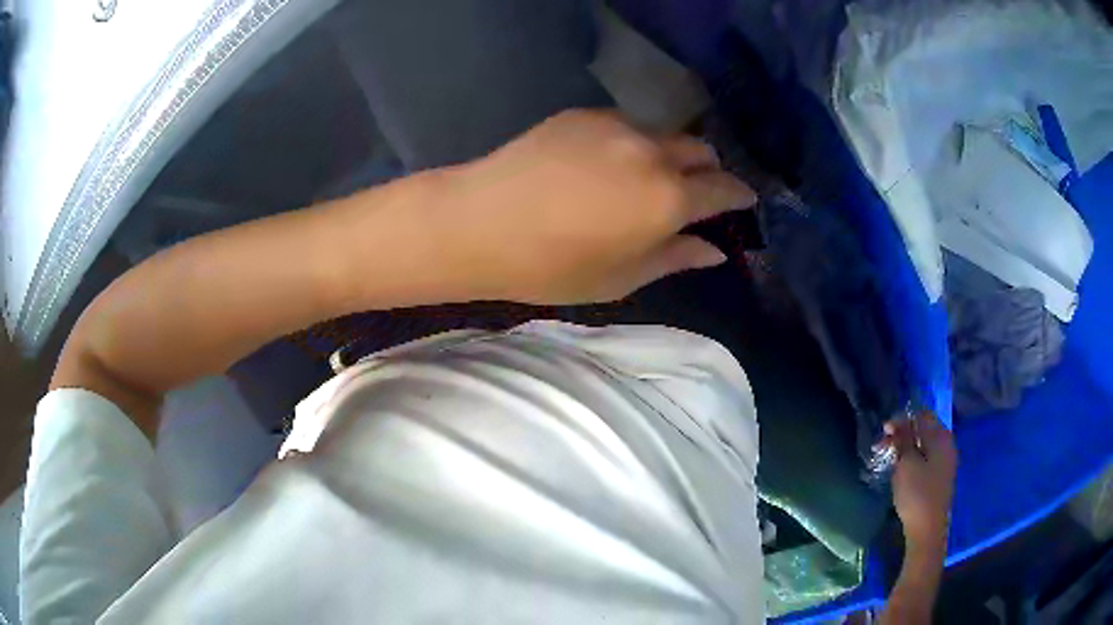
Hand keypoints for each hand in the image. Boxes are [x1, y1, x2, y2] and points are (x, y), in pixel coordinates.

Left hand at [429, 109, 755, 304]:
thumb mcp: (621, 277)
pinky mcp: (585, 112)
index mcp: (668, 199)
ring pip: (665, 134)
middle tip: (694, 193)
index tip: (742, 202)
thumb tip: (715, 250)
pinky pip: (627, 124)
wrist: (478, 222)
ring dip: (671, 154)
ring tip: (647, 177)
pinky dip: (634, 142)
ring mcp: (617, 125)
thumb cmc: (551, 266)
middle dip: (708, 171)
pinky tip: (607, 163)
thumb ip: (675, 257)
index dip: (738, 196)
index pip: (723, 189)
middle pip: (702, 150)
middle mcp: (652, 152)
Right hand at [886, 412, 957, 554]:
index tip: (884, 432)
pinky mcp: (941, 477)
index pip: (922, 415)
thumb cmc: (917, 494)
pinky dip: (914, 459)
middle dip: (903, 434)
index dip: (902, 419)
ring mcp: (946, 461)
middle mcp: (947, 444)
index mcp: (941, 436)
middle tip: (883, 446)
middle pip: (924, 429)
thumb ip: (903, 439)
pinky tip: (902, 471)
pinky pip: (927, 458)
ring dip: (907, 448)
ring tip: (890, 459)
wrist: (927, 530)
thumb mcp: (906, 464)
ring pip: (925, 445)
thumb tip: (897, 421)